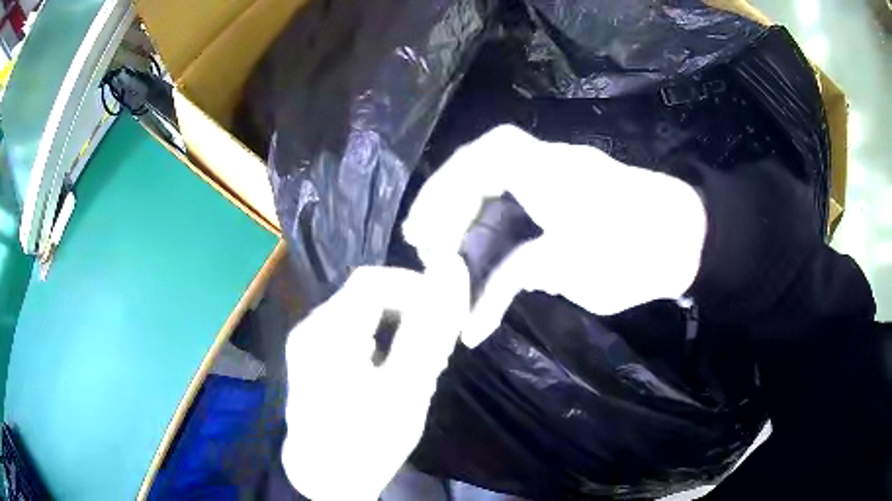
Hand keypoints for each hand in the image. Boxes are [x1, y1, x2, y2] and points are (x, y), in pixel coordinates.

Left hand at [281, 258, 469, 499]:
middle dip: (408, 309)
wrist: (323, 478)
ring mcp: (308, 341)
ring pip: (361, 310)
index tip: (444, 318)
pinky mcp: (312, 355)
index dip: (415, 288)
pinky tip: (391, 369)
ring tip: (417, 361)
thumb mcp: (405, 391)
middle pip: (366, 293)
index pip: (374, 280)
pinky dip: (380, 337)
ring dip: (396, 324)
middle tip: (435, 345)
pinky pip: (351, 329)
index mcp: (328, 333)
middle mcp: (311, 327)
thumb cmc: (366, 441)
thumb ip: (429, 332)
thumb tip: (451, 274)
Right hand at [403, 125, 706, 346]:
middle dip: (449, 212)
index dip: (446, 188)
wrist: (688, 240)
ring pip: (498, 202)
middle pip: (484, 178)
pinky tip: (483, 278)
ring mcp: (558, 189)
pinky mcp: (565, 209)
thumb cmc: (641, 250)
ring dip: (470, 233)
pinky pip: (519, 218)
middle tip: (424, 249)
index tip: (424, 228)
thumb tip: (489, 290)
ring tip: (445, 267)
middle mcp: (550, 171)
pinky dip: (498, 247)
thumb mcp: (581, 267)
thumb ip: (528, 269)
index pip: (487, 158)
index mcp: (553, 173)